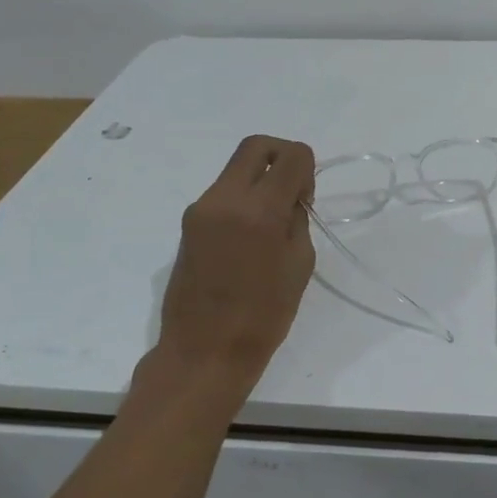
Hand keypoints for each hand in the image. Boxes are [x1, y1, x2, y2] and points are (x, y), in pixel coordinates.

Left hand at [153, 135, 316, 389]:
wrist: (205, 350)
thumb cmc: (264, 315)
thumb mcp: (299, 264)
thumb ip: (297, 219)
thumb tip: (291, 198)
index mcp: (258, 210)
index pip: (291, 155)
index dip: (308, 168)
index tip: (306, 199)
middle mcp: (224, 199)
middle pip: (256, 146)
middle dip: (282, 157)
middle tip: (293, 192)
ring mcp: (200, 209)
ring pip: (236, 169)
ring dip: (260, 180)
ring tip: (272, 223)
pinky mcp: (188, 224)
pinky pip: (223, 194)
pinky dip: (243, 200)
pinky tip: (251, 238)